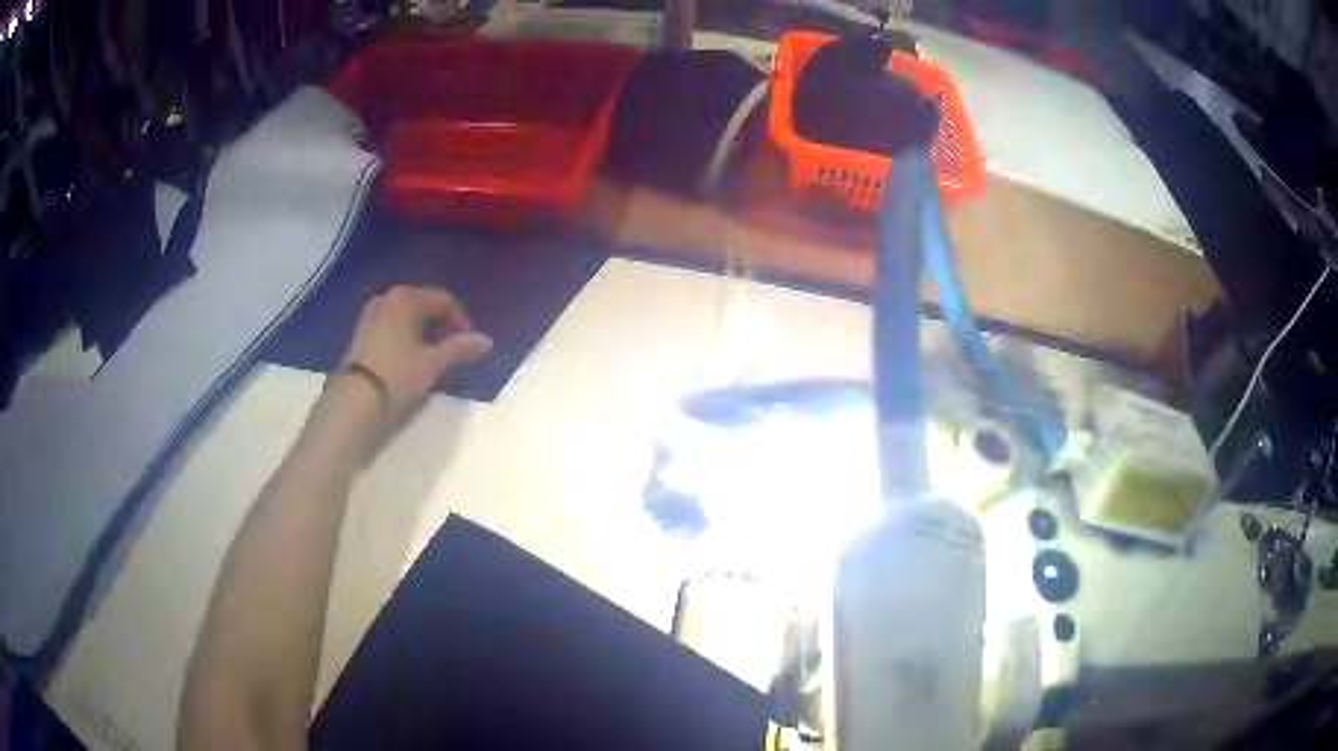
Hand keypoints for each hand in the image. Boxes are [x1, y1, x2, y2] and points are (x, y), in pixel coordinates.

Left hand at [333, 286, 491, 427]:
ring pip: (406, 317)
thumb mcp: (433, 363)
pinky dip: (405, 336)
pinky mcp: (361, 333)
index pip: (443, 300)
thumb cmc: (397, 376)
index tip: (469, 343)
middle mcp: (387, 299)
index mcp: (406, 298)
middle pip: (422, 305)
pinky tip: (410, 358)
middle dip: (440, 324)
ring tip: (432, 355)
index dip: (460, 320)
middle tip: (452, 347)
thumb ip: (460, 348)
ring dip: (422, 331)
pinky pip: (392, 326)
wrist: (355, 401)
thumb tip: (486, 340)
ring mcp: (371, 315)